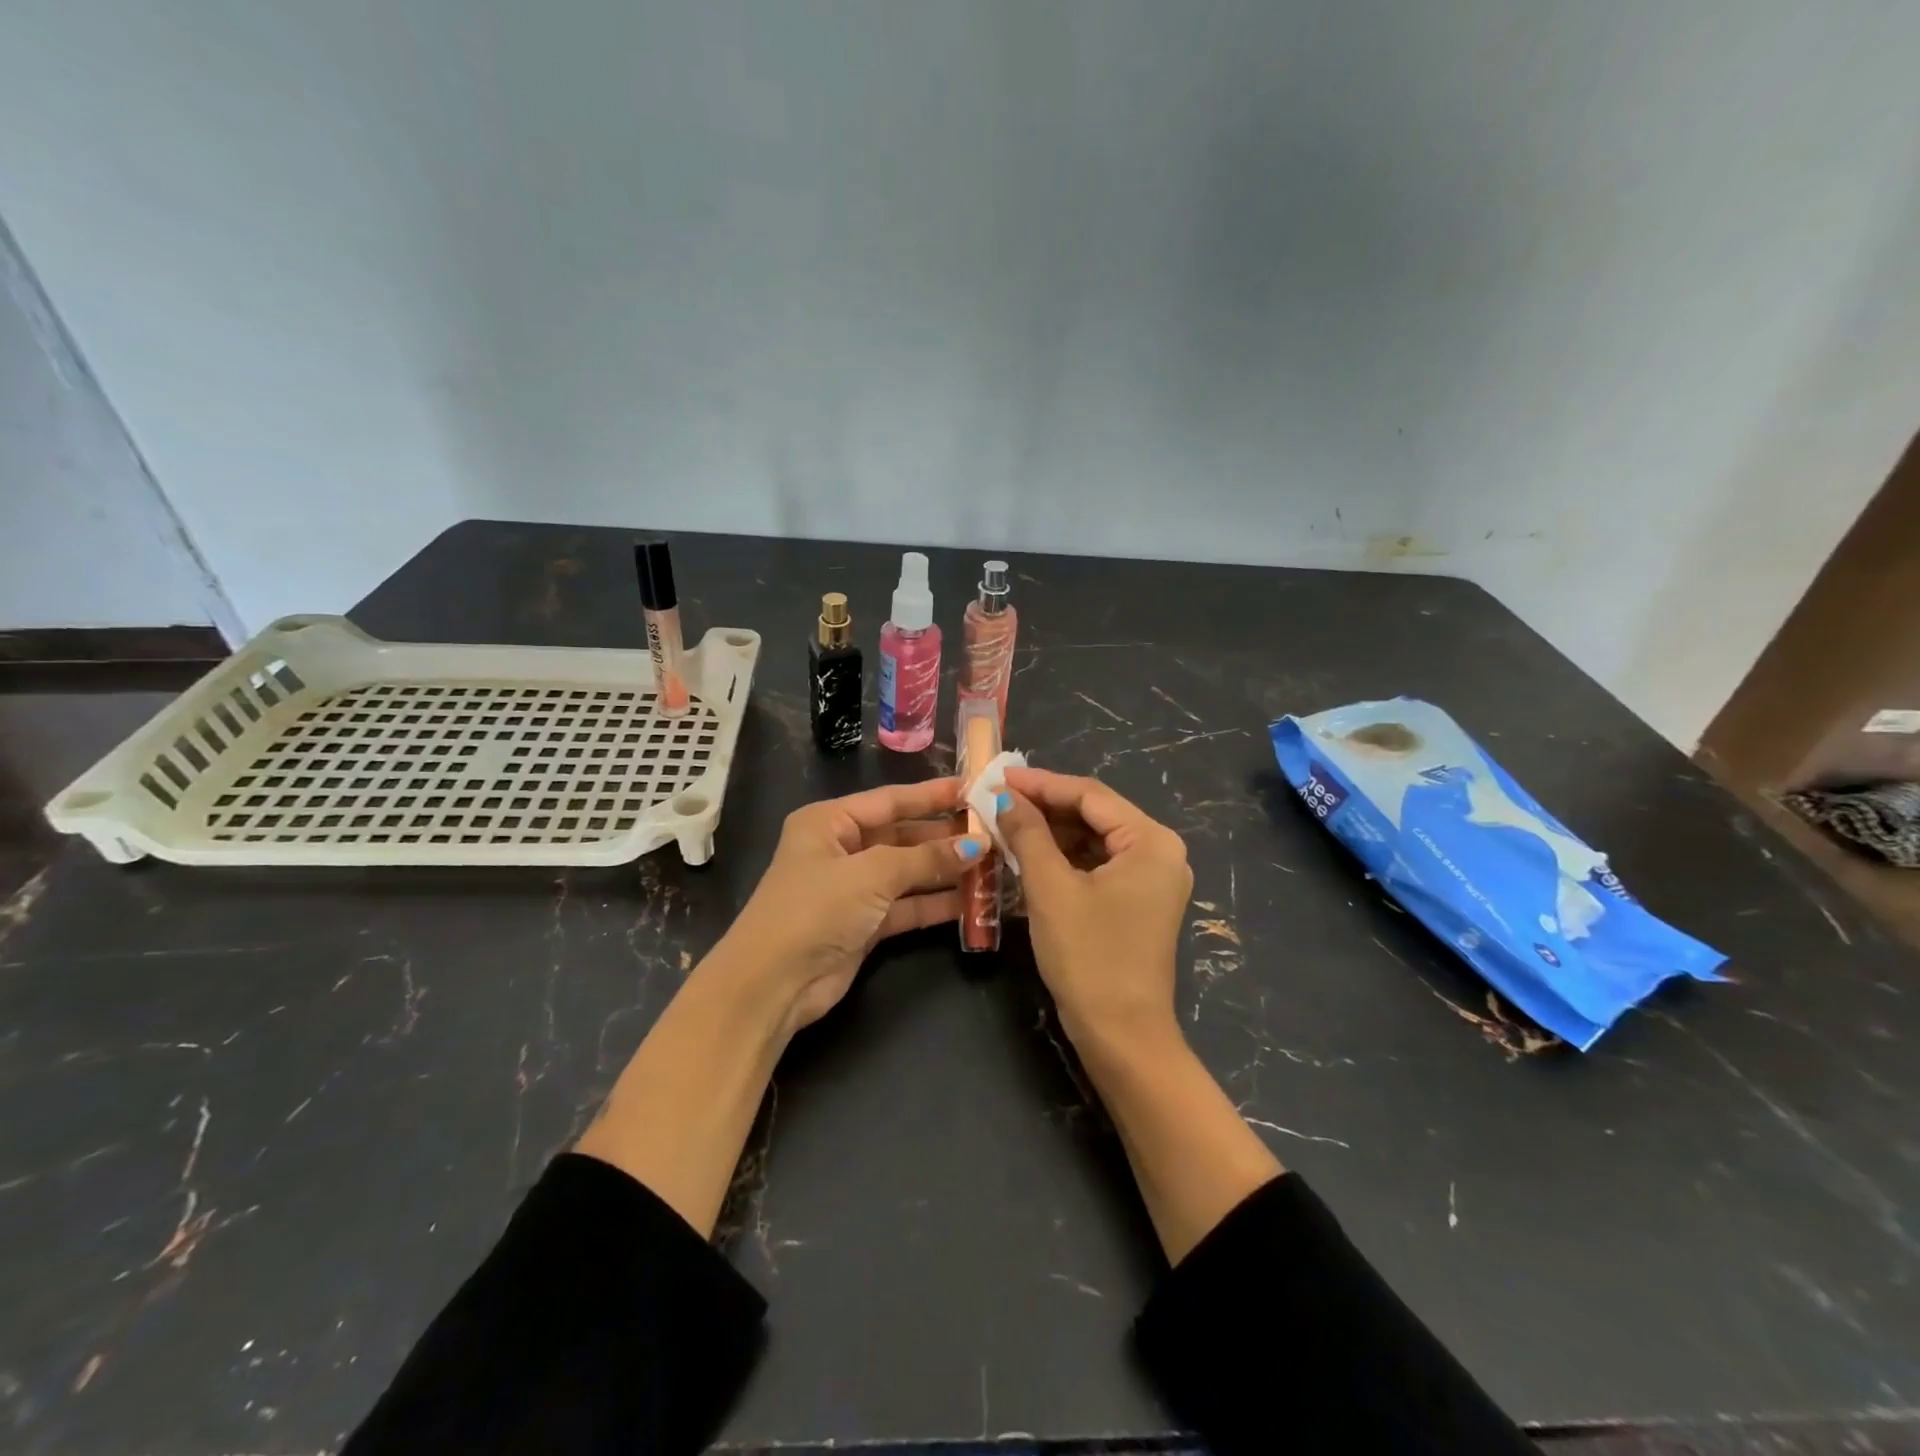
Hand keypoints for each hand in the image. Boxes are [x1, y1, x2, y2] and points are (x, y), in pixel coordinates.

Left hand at [716, 779, 985, 1031]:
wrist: (773, 983)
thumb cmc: (815, 909)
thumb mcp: (871, 874)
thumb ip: (926, 859)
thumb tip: (977, 847)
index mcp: (829, 822)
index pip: (890, 800)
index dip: (932, 795)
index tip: (974, 789)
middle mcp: (841, 850)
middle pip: (903, 836)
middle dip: (945, 836)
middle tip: (993, 832)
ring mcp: (854, 889)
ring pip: (909, 873)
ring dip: (946, 871)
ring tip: (992, 865)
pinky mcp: (865, 925)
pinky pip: (908, 906)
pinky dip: (936, 904)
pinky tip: (973, 900)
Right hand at [996, 766, 1192, 1048]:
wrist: (1122, 1036)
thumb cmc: (1089, 956)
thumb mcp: (1051, 889)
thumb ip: (1027, 834)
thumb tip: (1001, 796)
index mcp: (1151, 841)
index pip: (1090, 794)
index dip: (1041, 784)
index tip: (998, 776)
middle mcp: (1160, 852)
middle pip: (1094, 814)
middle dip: (1044, 807)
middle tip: (997, 799)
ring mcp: (1152, 879)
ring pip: (1093, 840)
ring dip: (1050, 833)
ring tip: (1005, 824)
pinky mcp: (1138, 901)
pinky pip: (1097, 865)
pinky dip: (1063, 859)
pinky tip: (1028, 855)